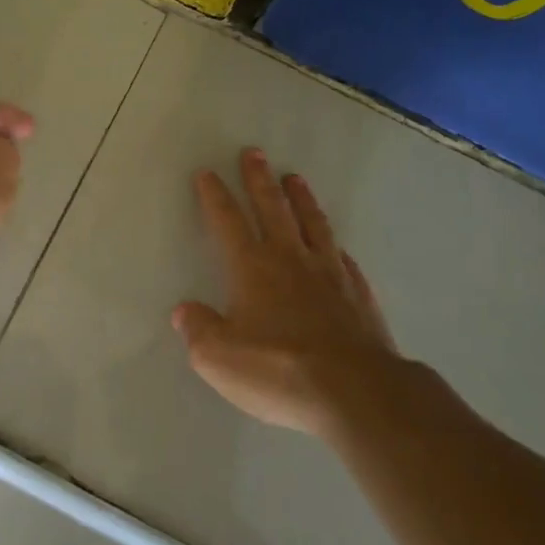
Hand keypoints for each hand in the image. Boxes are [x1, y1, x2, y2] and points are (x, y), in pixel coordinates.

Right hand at [174, 148, 404, 437]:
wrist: (356, 392)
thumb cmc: (278, 370)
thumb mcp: (218, 358)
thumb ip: (198, 330)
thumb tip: (185, 311)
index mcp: (252, 268)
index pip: (228, 222)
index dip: (215, 196)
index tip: (207, 173)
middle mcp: (291, 260)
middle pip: (272, 209)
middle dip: (259, 180)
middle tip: (254, 153)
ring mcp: (330, 275)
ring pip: (312, 224)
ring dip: (301, 199)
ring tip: (295, 178)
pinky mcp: (359, 295)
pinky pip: (343, 260)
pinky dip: (334, 246)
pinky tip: (335, 246)